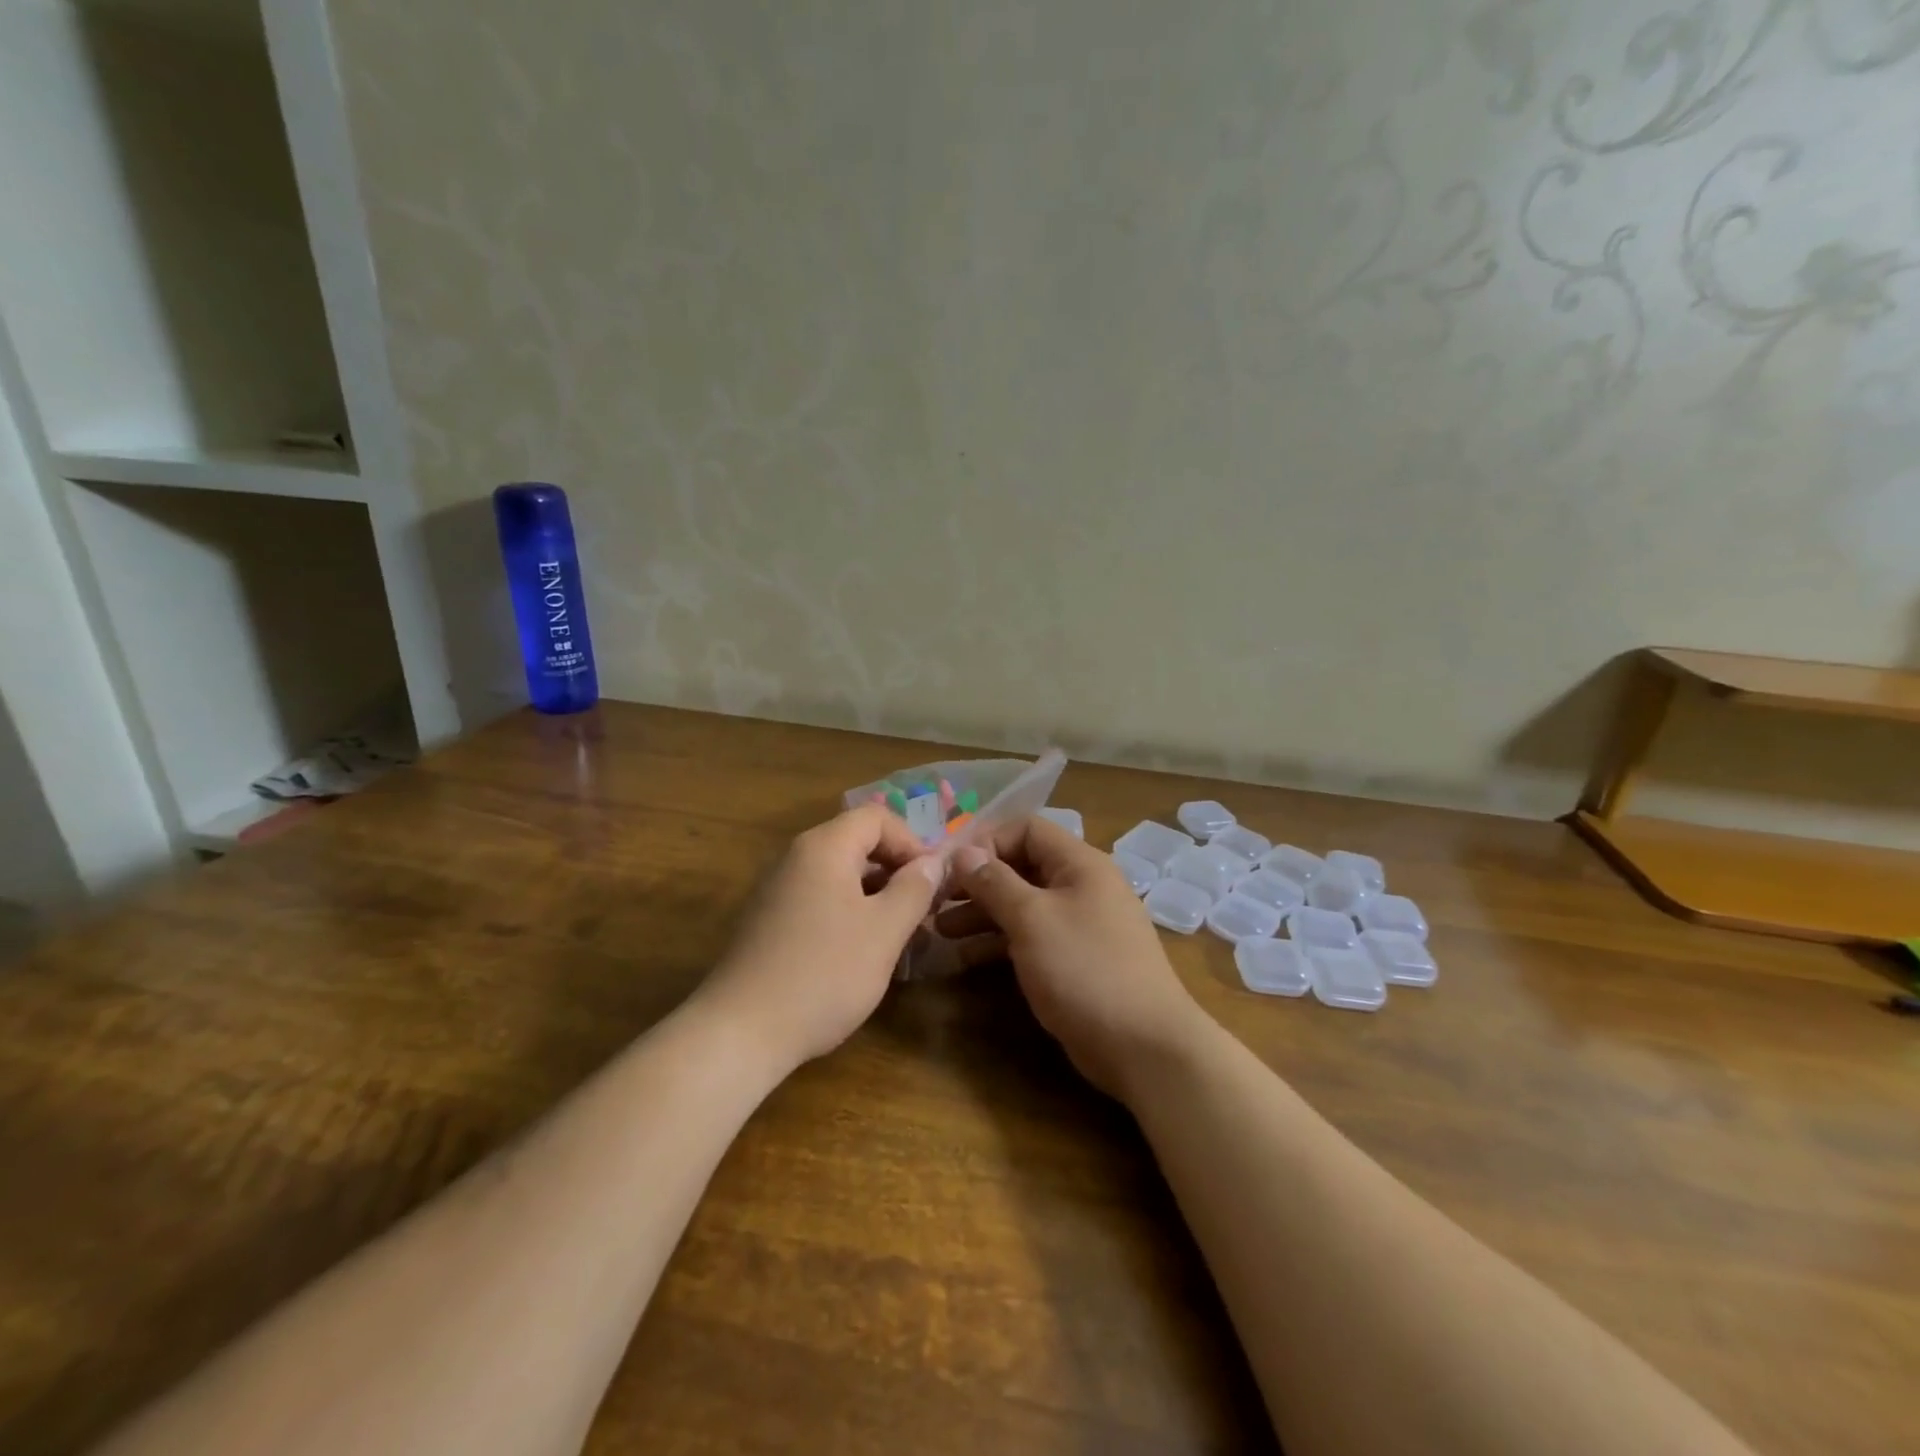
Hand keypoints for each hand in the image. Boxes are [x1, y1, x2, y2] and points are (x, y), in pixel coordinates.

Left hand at [697, 805, 941, 1071]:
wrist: (740, 1032)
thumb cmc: (823, 974)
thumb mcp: (884, 931)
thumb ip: (914, 889)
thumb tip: (932, 862)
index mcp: (824, 847)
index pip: (877, 817)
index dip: (912, 842)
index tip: (931, 883)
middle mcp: (795, 857)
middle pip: (856, 842)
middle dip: (895, 869)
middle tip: (921, 909)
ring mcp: (776, 889)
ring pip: (838, 874)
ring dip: (874, 894)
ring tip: (897, 934)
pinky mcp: (768, 921)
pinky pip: (818, 899)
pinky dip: (847, 912)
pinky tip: (859, 953)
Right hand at [938, 818, 1209, 1098]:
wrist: (1144, 1046)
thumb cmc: (1084, 969)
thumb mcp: (1032, 919)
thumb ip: (995, 882)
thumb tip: (964, 852)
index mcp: (1079, 863)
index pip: (1026, 829)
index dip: (986, 842)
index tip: (949, 867)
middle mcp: (1081, 886)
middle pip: (1021, 867)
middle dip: (977, 882)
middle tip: (935, 902)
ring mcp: (1079, 925)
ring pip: (1022, 905)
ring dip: (982, 914)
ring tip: (940, 931)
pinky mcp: (1074, 960)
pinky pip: (1031, 937)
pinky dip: (999, 943)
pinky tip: (964, 958)